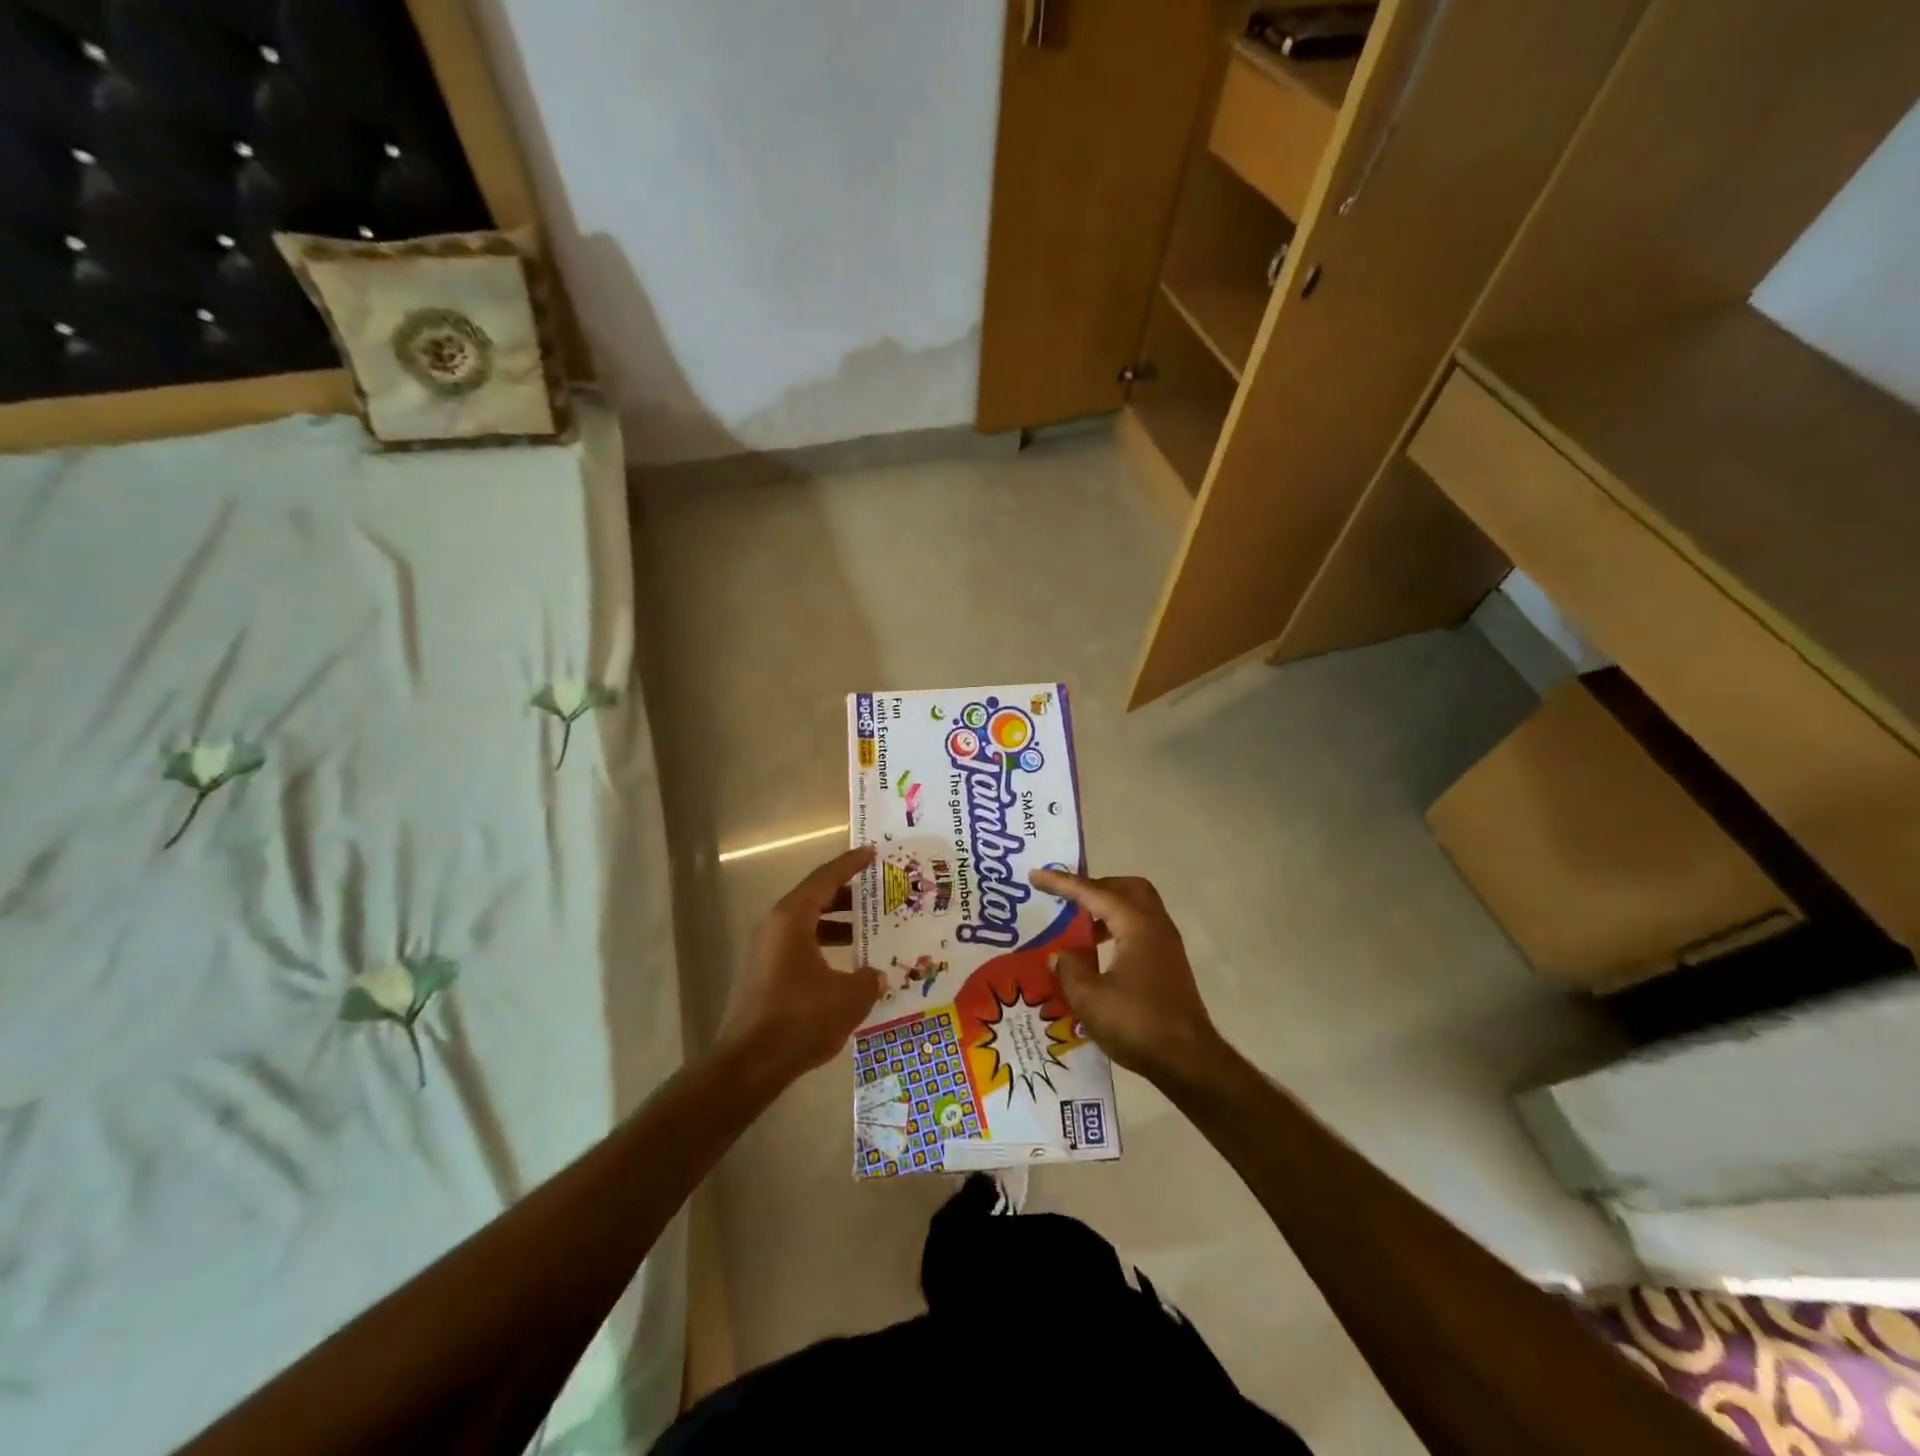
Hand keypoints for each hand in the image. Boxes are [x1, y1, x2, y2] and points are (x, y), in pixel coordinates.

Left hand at [717, 845, 885, 1087]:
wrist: (749, 1065)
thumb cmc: (801, 1018)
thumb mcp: (849, 997)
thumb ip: (868, 979)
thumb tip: (876, 975)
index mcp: (792, 918)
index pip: (825, 878)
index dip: (850, 864)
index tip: (872, 853)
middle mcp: (775, 927)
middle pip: (814, 898)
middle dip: (846, 895)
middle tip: (876, 893)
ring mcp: (765, 952)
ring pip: (806, 925)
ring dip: (836, 924)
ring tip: (867, 929)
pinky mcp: (764, 977)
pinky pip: (800, 947)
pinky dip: (824, 947)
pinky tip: (846, 966)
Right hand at [1030, 869, 1224, 1088]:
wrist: (1189, 1061)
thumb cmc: (1137, 1024)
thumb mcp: (1089, 999)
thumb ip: (1069, 969)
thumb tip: (1059, 954)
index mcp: (1136, 925)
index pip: (1093, 893)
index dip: (1062, 883)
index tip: (1035, 875)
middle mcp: (1155, 925)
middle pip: (1125, 888)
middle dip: (1094, 886)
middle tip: (1068, 897)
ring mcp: (1166, 944)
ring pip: (1136, 907)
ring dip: (1107, 908)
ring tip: (1079, 926)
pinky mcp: (1169, 963)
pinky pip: (1140, 927)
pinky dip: (1118, 927)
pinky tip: (1099, 953)